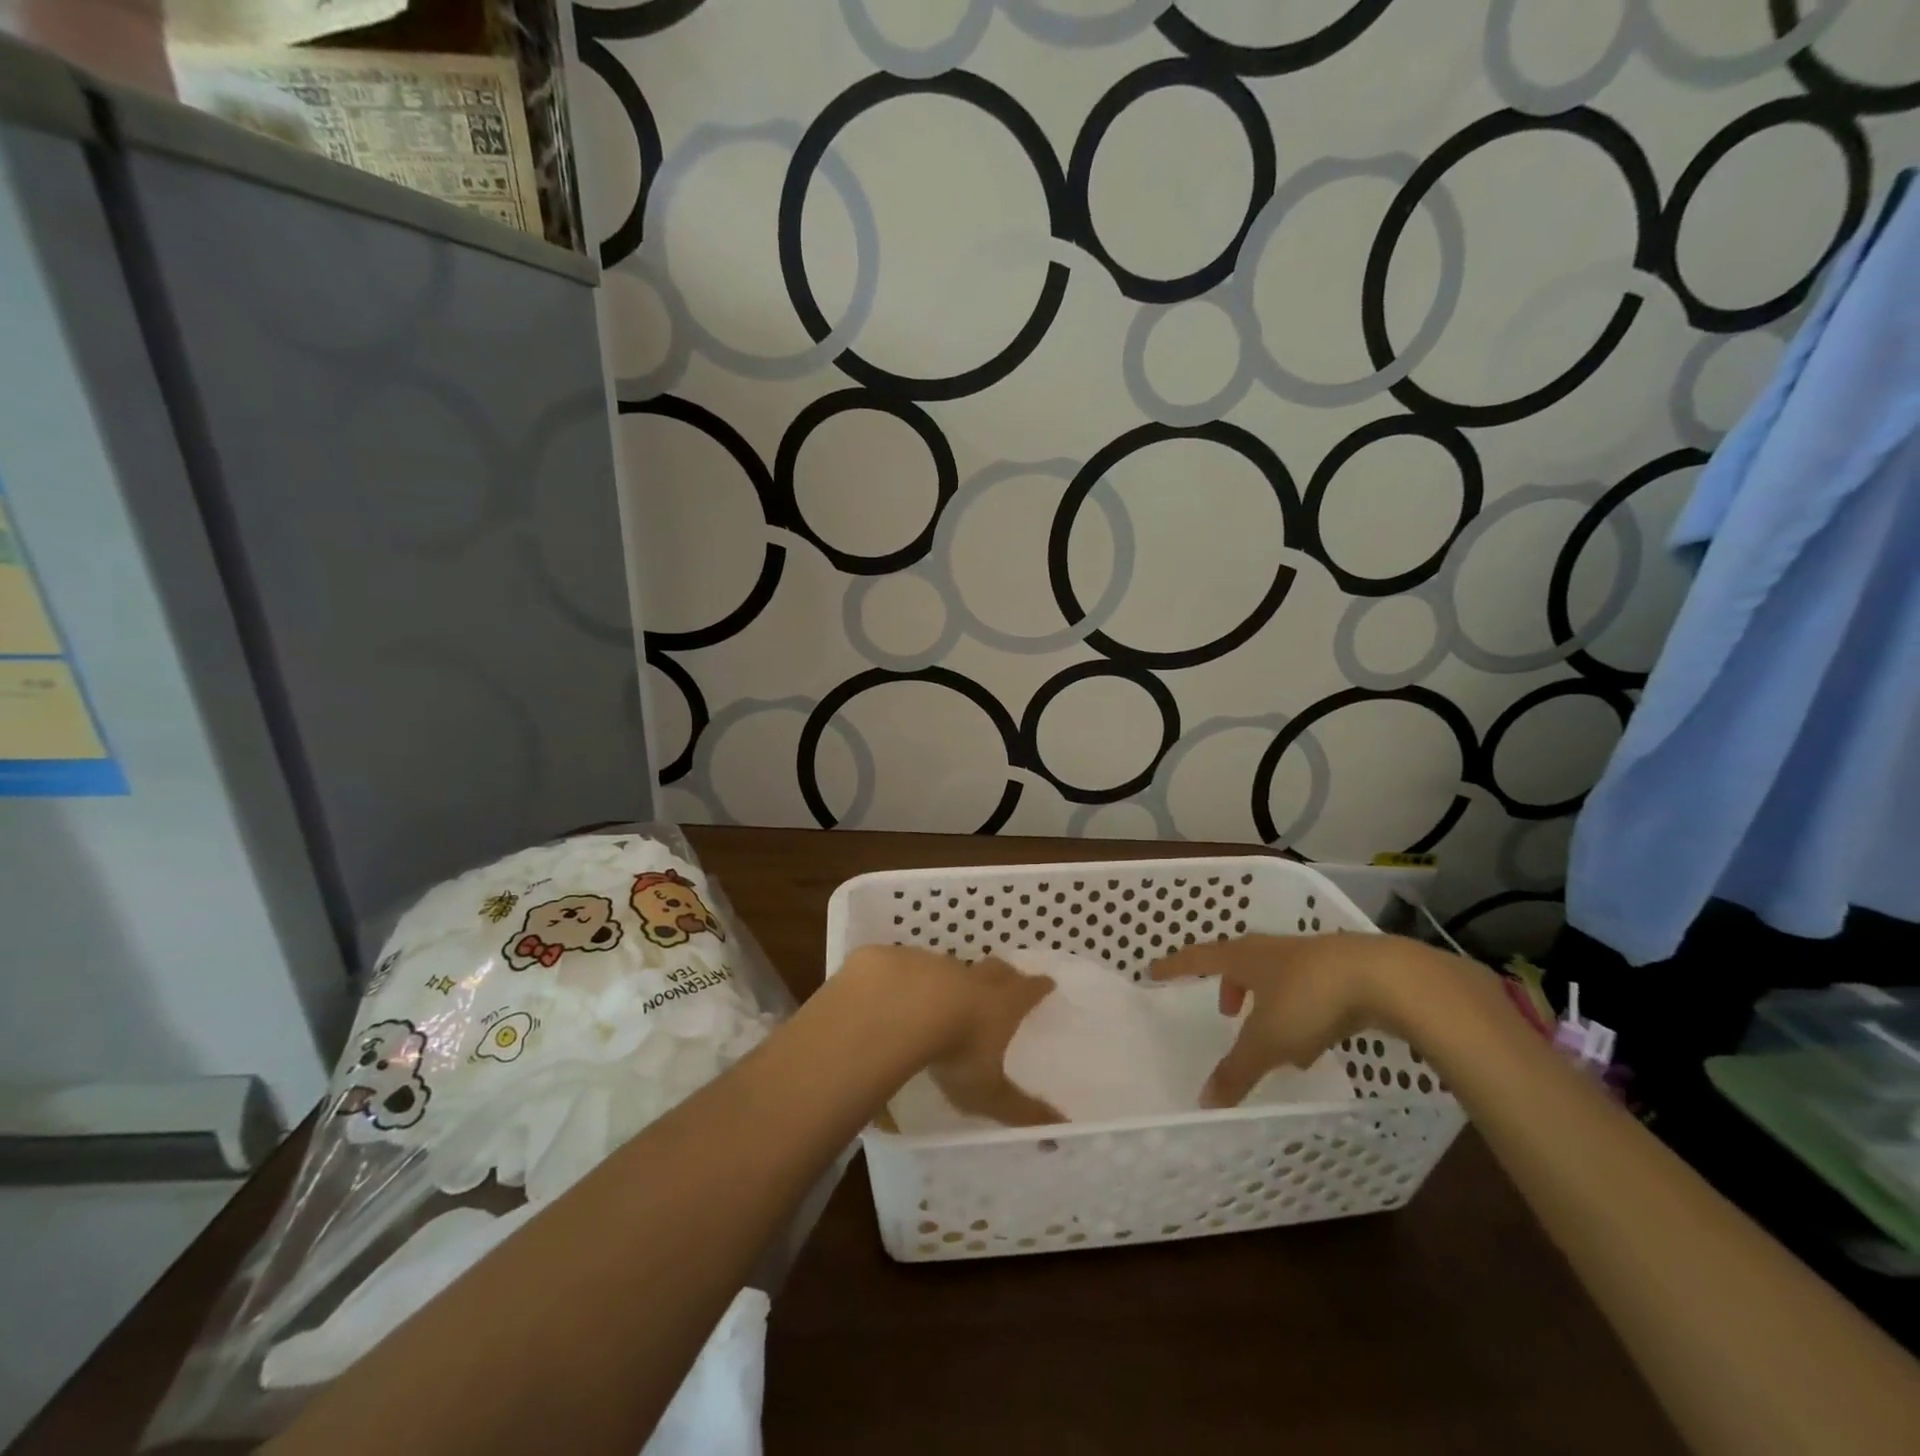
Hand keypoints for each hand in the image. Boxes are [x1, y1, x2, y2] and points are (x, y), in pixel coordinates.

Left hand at [841, 947, 1063, 1127]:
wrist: (898, 1009)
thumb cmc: (955, 1051)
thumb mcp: (988, 1091)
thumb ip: (1020, 1111)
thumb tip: (1059, 1131)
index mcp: (1002, 1002)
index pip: (1029, 989)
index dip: (1039, 987)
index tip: (1047, 983)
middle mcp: (973, 978)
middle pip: (996, 968)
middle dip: (1005, 973)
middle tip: (1008, 978)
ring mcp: (936, 965)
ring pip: (954, 968)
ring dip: (957, 978)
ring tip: (950, 995)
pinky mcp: (902, 962)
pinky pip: (913, 968)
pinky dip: (915, 980)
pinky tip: (904, 995)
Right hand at [1149, 932, 1438, 1107]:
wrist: (1384, 978)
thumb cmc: (1310, 1000)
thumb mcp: (1268, 1041)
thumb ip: (1237, 1070)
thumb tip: (1204, 1100)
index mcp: (1245, 958)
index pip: (1198, 958)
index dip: (1175, 966)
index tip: (1153, 969)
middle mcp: (1271, 950)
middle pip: (1238, 962)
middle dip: (1229, 986)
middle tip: (1225, 1011)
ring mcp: (1309, 956)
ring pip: (1276, 975)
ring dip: (1266, 1000)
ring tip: (1273, 1036)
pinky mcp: (1342, 969)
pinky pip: (1307, 987)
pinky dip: (1299, 1009)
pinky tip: (1315, 1039)